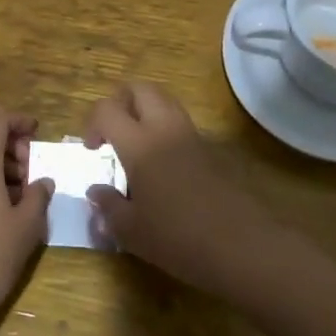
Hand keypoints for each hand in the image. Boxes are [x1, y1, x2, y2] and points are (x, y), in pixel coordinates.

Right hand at [83, 82, 274, 297]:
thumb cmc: (178, 238)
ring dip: (145, 114)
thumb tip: (96, 191)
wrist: (243, 247)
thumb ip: (109, 206)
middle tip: (113, 133)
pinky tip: (163, 169)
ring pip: (165, 102)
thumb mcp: (131, 230)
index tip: (93, 150)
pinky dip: (166, 133)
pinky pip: (182, 126)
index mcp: (139, 144)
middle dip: (120, 102)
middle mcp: (166, 129)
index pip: (107, 109)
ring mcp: (193, 137)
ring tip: (137, 149)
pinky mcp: (212, 151)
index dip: (93, 123)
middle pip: (140, 89)